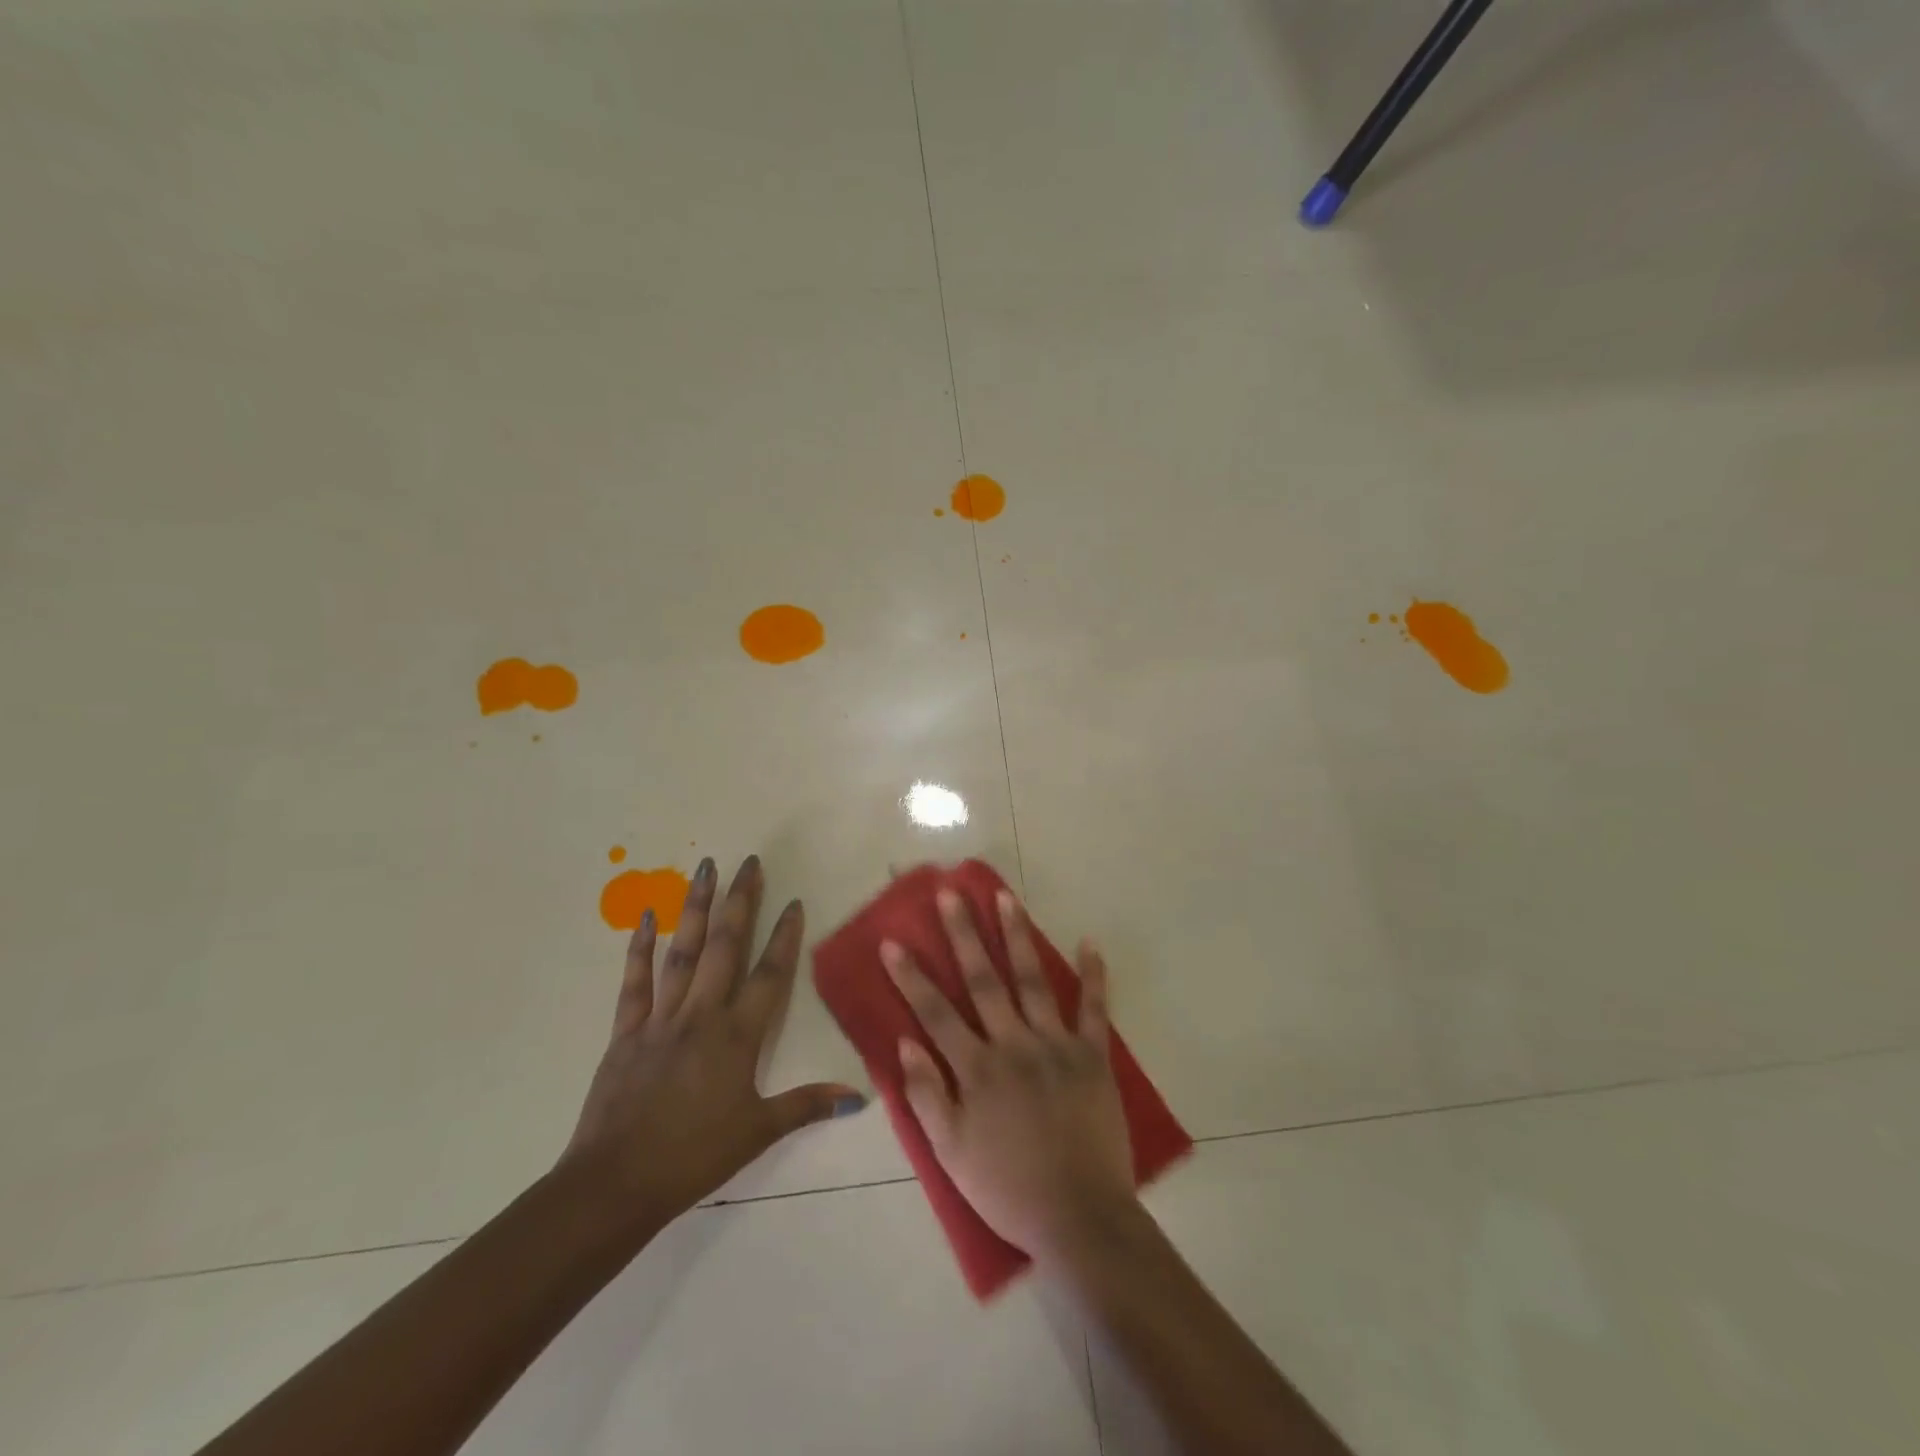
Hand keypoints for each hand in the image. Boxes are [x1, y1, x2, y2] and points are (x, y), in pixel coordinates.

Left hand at [562, 855, 864, 1226]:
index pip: (769, 975)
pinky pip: (635, 982)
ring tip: (704, 868)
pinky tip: (645, 916)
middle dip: (740, 902)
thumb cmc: (694, 1157)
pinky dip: (639, 947)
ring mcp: (661, 1019)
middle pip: (725, 947)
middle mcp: (702, 1015)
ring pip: (682, 952)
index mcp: (737, 1036)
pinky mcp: (626, 1031)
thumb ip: (806, 1106)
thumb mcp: (757, 1132)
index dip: (784, 936)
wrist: (616, 1183)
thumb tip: (858, 1097)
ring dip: (695, 908)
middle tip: (748, 862)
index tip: (793, 901)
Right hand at [882, 888, 1136, 1261]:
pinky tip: (1089, 943)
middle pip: (983, 981)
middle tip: (951, 894)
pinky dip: (1093, 975)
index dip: (911, 976)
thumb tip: (905, 1043)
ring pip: (1032, 980)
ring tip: (1006, 897)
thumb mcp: (951, 1153)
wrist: (1080, 1216)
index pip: (936, 1013)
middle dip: (964, 934)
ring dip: (1017, 936)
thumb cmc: (1007, 1187)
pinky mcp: (1093, 1057)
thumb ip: (927, 1096)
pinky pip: (1094, 1009)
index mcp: (977, 1069)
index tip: (893, 941)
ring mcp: (1056, 1046)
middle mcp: (1014, 1045)